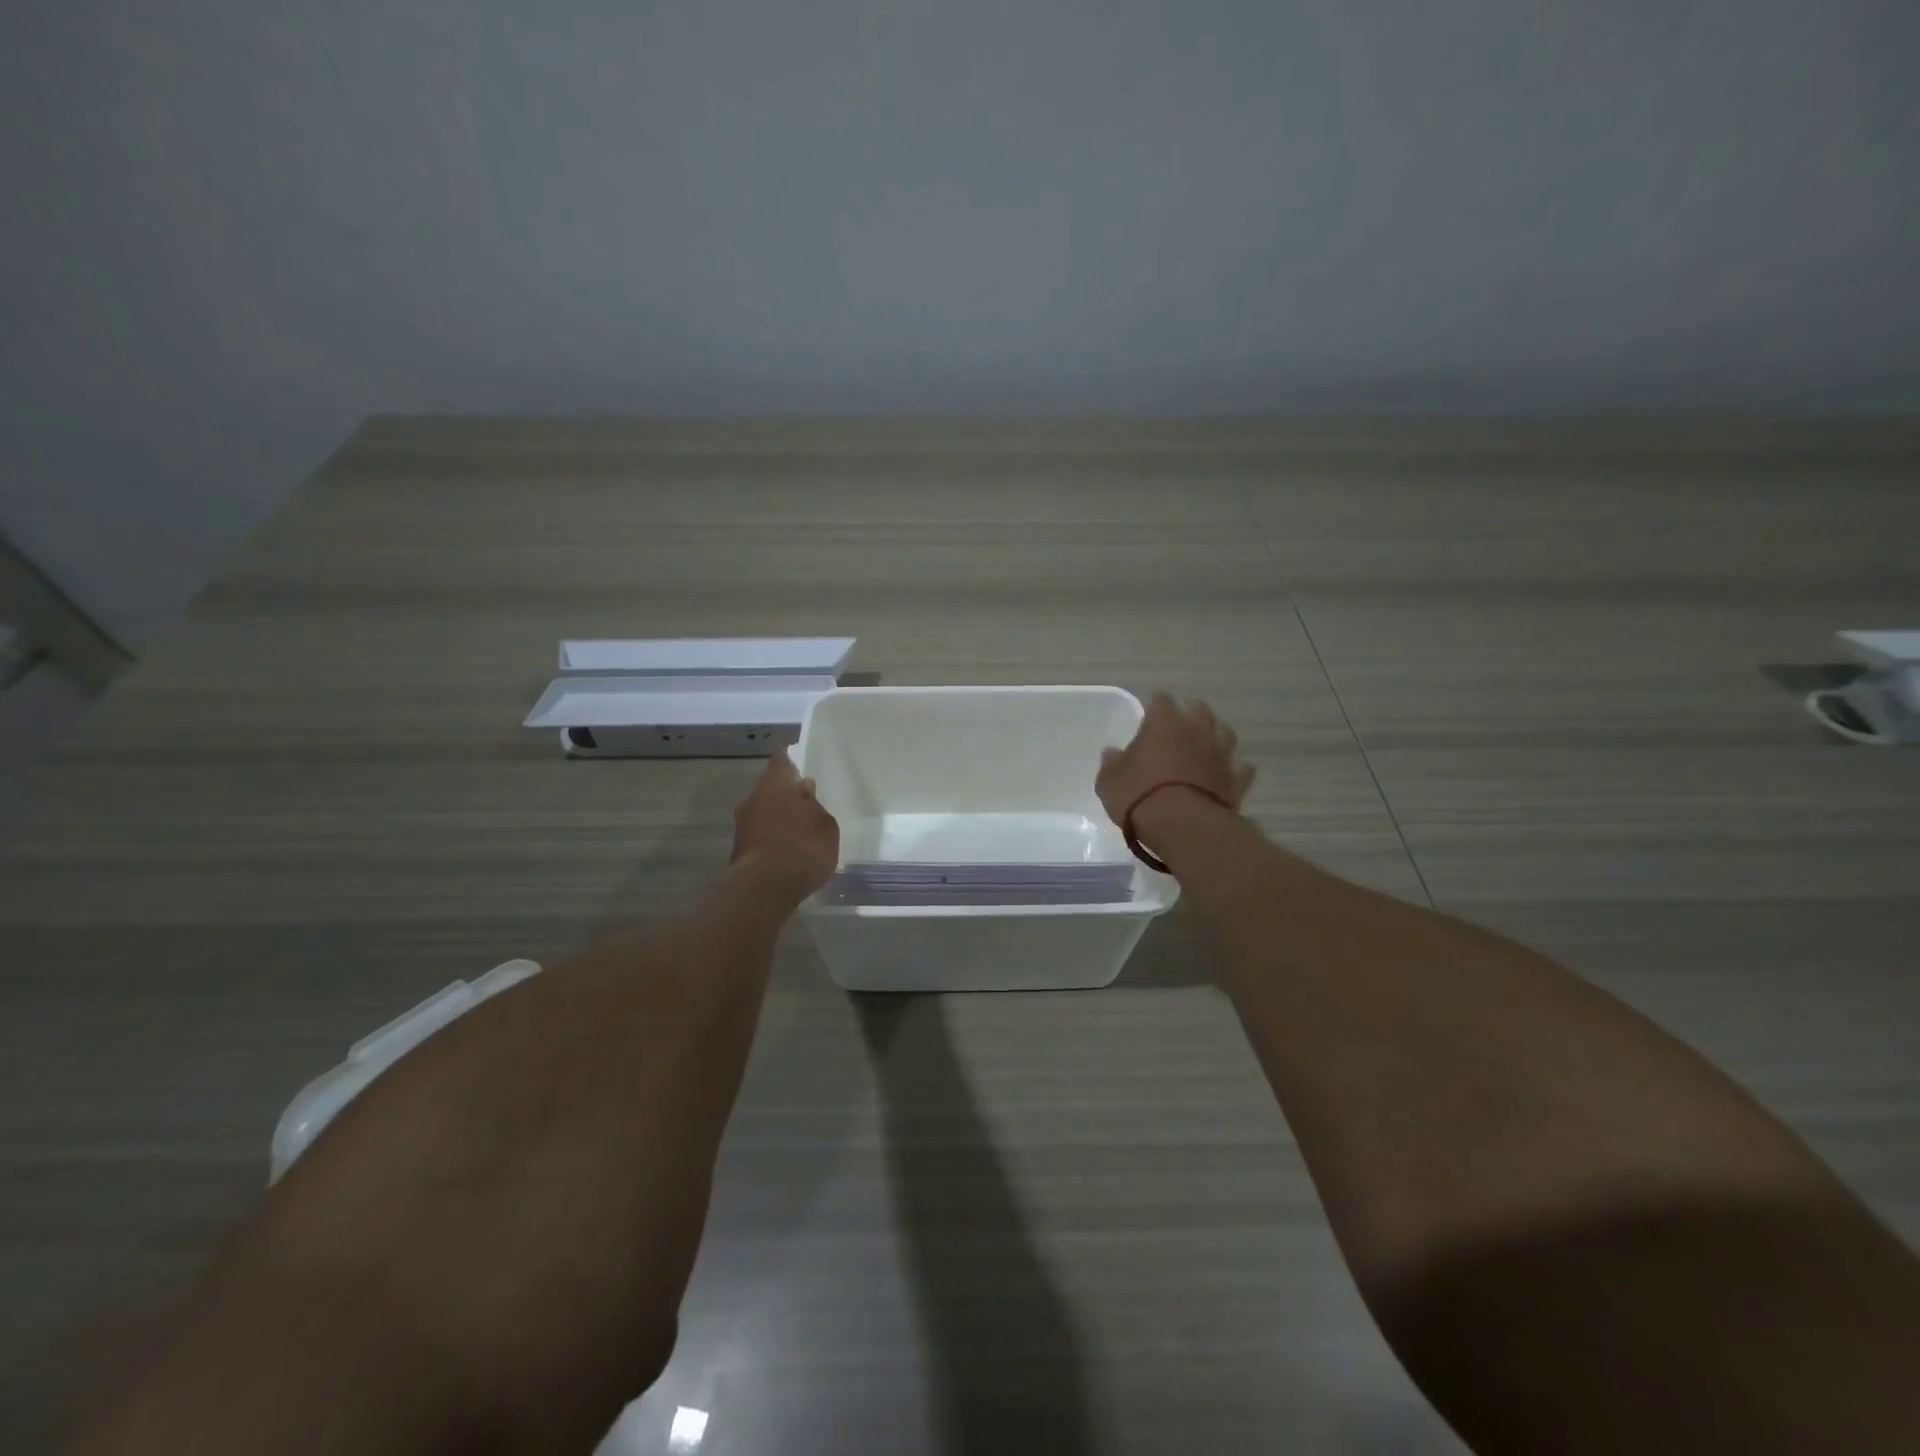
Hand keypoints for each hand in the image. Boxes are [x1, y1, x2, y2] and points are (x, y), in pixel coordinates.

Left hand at [732, 752, 839, 896]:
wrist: (765, 888)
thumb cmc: (803, 847)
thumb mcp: (826, 826)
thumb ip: (815, 806)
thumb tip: (805, 792)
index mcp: (775, 784)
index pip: (782, 760)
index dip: (792, 761)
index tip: (802, 766)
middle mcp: (753, 798)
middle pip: (771, 788)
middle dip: (786, 794)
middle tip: (806, 803)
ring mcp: (742, 825)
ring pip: (763, 812)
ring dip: (778, 817)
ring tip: (800, 830)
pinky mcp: (739, 849)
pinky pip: (760, 834)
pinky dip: (772, 838)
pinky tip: (788, 850)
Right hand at [1097, 692, 1254, 829]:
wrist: (1183, 826)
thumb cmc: (1139, 796)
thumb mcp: (1109, 781)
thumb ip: (1112, 763)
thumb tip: (1112, 753)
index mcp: (1164, 722)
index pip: (1161, 700)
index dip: (1155, 705)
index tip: (1148, 713)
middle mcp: (1196, 730)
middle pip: (1199, 709)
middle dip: (1190, 714)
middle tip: (1178, 727)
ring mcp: (1221, 754)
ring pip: (1226, 733)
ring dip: (1216, 736)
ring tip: (1205, 747)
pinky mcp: (1237, 780)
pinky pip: (1241, 768)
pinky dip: (1234, 769)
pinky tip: (1226, 775)